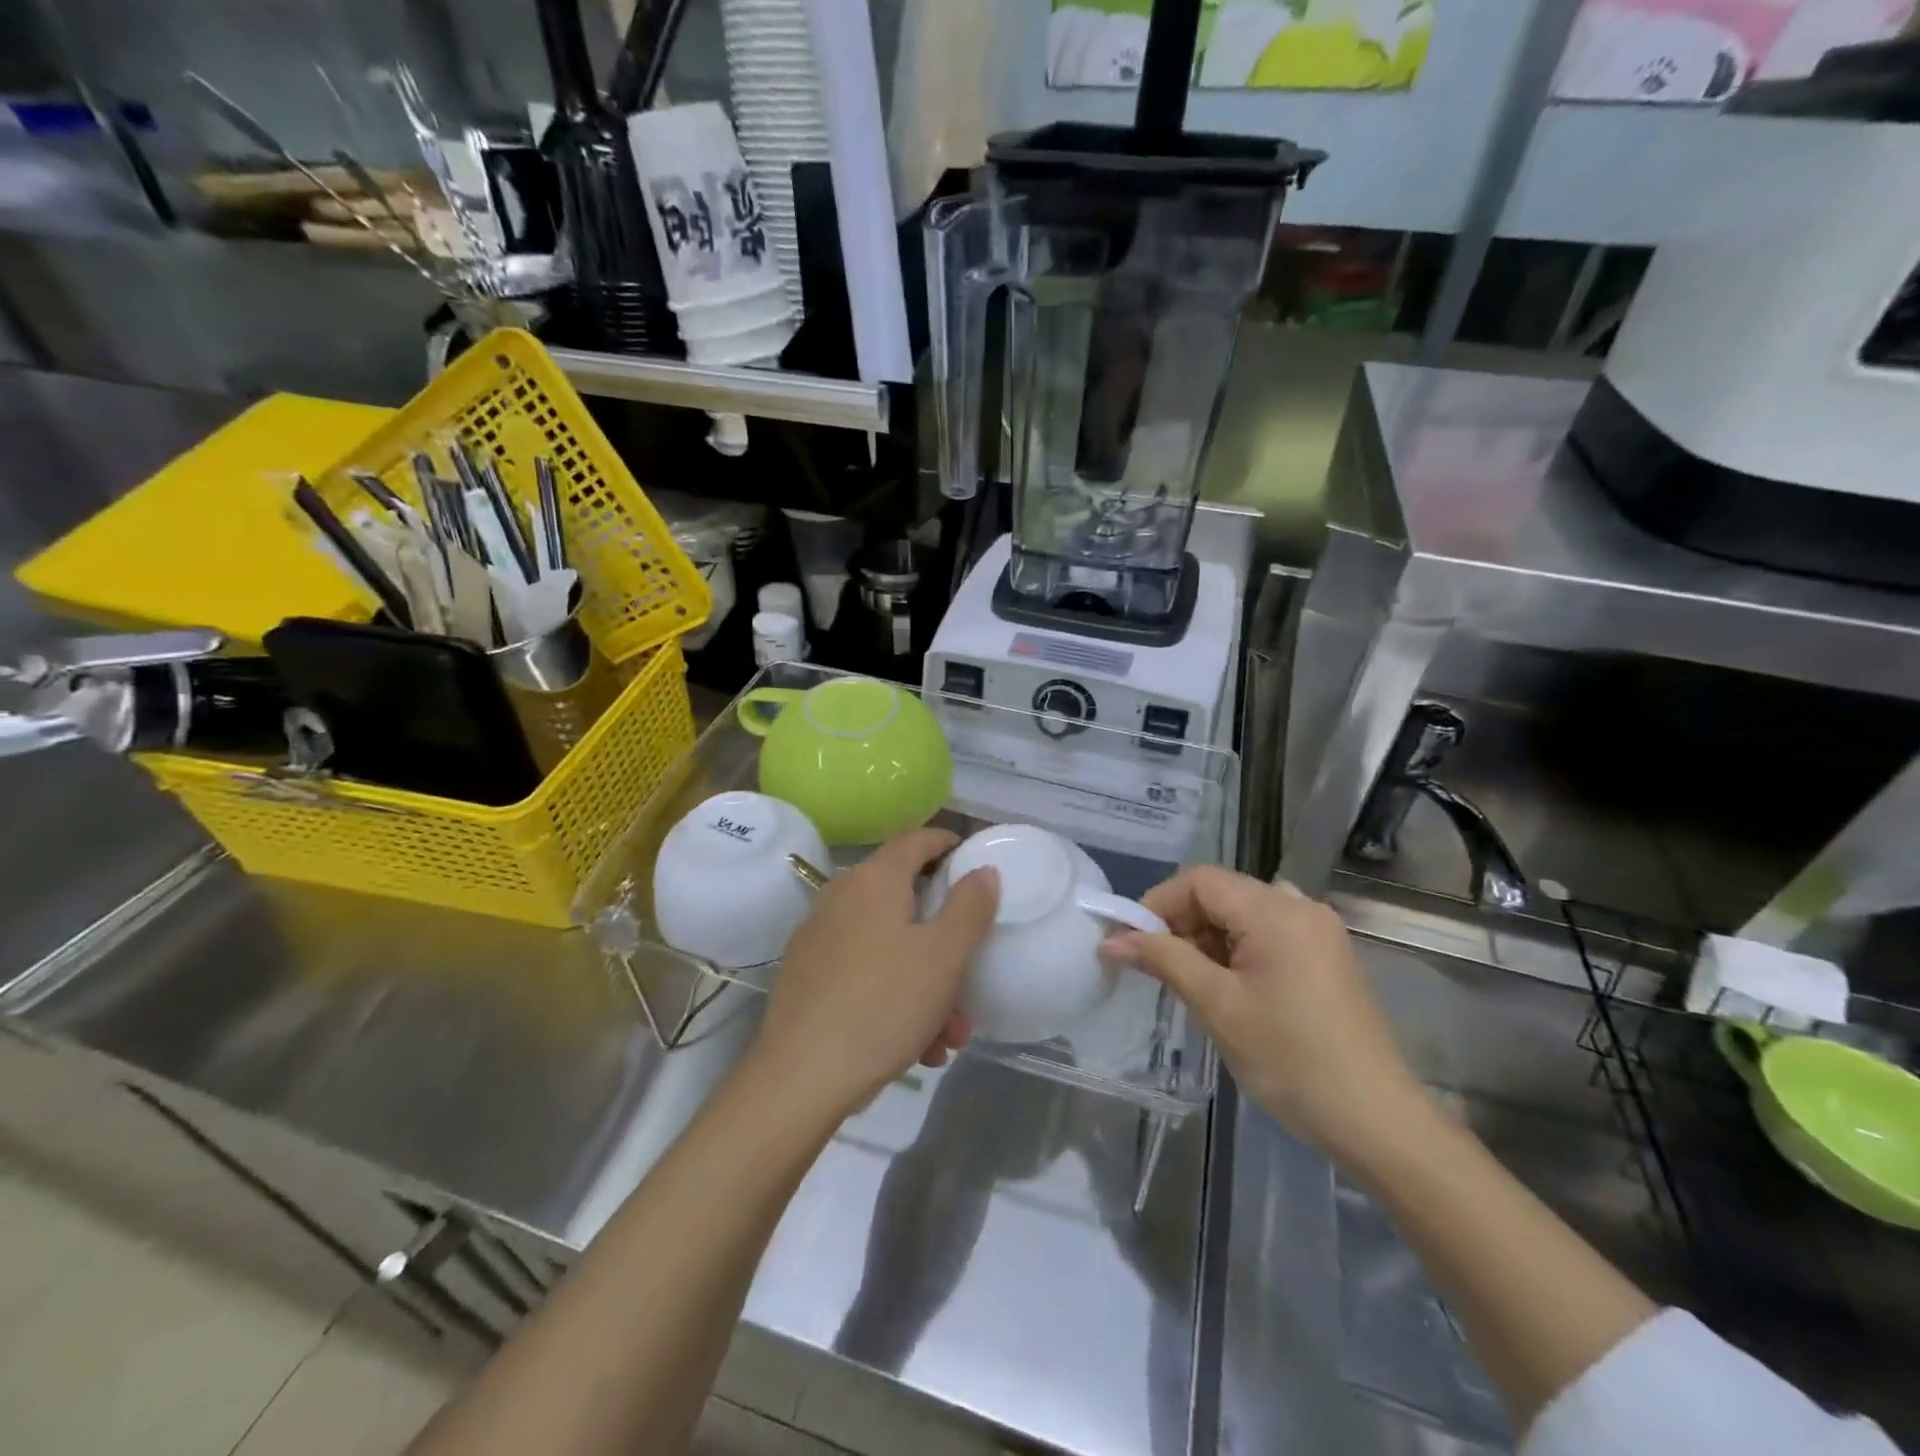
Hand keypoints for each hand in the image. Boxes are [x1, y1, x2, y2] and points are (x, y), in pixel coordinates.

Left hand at [750, 828, 998, 1121]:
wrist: (799, 1078)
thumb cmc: (882, 1006)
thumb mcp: (943, 957)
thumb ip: (969, 907)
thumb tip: (983, 870)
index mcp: (874, 880)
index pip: (917, 839)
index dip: (949, 844)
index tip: (975, 863)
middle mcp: (841, 896)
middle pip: (906, 900)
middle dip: (946, 939)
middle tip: (971, 975)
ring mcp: (819, 936)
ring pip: (889, 945)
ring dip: (926, 980)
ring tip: (947, 1034)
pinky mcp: (807, 974)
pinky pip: (865, 971)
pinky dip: (894, 994)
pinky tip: (914, 1045)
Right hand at [1104, 868, 1427, 1161]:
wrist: (1377, 1122)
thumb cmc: (1290, 1060)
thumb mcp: (1217, 1006)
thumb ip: (1163, 960)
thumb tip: (1112, 939)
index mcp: (1276, 912)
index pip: (1200, 881)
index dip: (1158, 903)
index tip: (1133, 942)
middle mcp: (1301, 908)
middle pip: (1222, 893)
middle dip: (1182, 923)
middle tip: (1157, 966)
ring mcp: (1319, 932)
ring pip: (1243, 913)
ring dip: (1208, 937)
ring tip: (1191, 980)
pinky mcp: (1327, 956)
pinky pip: (1268, 932)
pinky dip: (1237, 948)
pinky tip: (1230, 987)